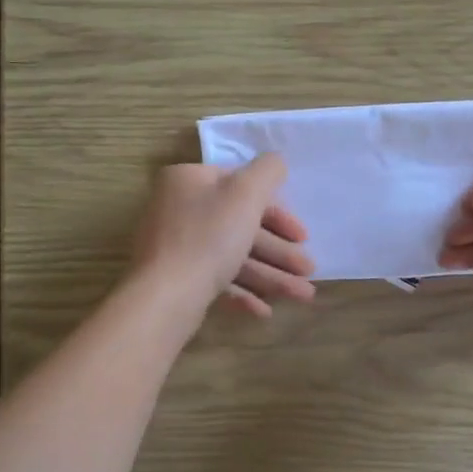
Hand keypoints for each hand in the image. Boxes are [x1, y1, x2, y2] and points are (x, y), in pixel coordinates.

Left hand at [130, 156, 315, 319]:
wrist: (165, 297)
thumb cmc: (209, 237)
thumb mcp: (246, 193)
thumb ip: (268, 171)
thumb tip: (276, 161)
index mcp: (189, 180)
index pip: (241, 187)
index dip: (277, 212)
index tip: (302, 236)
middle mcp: (178, 208)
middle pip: (240, 225)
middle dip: (280, 251)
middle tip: (308, 270)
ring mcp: (175, 246)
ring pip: (232, 255)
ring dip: (271, 275)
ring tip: (303, 295)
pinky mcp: (176, 278)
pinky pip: (216, 279)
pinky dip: (243, 291)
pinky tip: (265, 310)